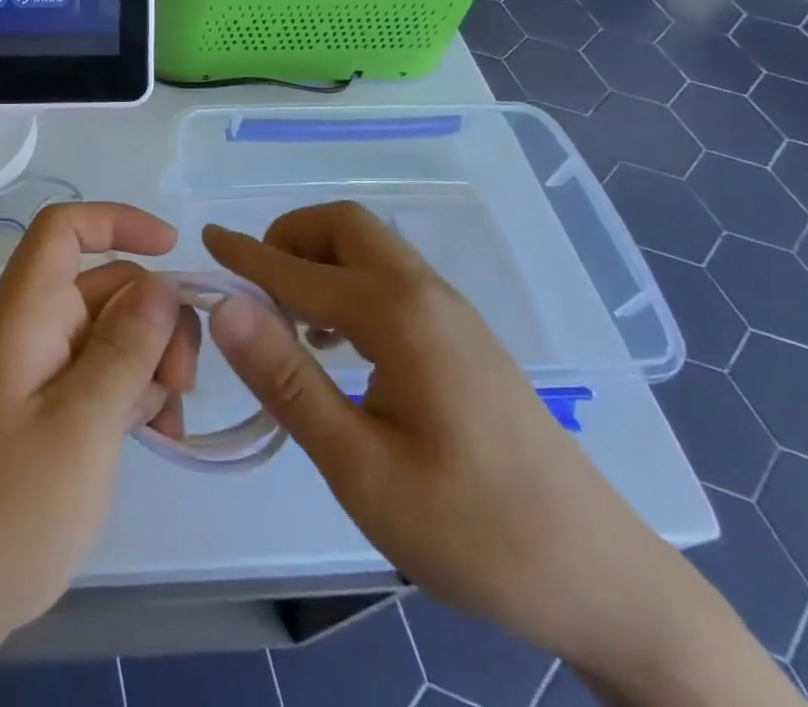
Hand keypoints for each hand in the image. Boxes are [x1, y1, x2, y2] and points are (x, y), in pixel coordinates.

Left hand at [0, 203, 199, 672]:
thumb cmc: (4, 510)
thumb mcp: (82, 426)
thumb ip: (126, 348)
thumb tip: (163, 281)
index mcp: (25, 313)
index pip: (64, 229)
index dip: (118, 222)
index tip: (174, 251)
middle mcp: (31, 329)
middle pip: (106, 286)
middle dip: (156, 319)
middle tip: (183, 383)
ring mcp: (37, 372)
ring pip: (111, 334)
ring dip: (151, 363)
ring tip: (170, 422)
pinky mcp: (44, 412)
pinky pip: (100, 377)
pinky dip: (134, 395)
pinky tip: (158, 437)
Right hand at [202, 204, 704, 675]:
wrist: (604, 581)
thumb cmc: (474, 534)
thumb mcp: (362, 469)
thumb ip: (288, 380)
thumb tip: (225, 305)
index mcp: (399, 317)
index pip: (300, 270)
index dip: (246, 255)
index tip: (204, 238)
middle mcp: (426, 294)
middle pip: (344, 226)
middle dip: (289, 239)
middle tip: (254, 290)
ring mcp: (452, 311)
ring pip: (371, 247)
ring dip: (320, 259)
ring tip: (289, 321)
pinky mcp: (464, 335)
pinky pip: (391, 275)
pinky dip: (348, 281)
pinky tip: (339, 344)